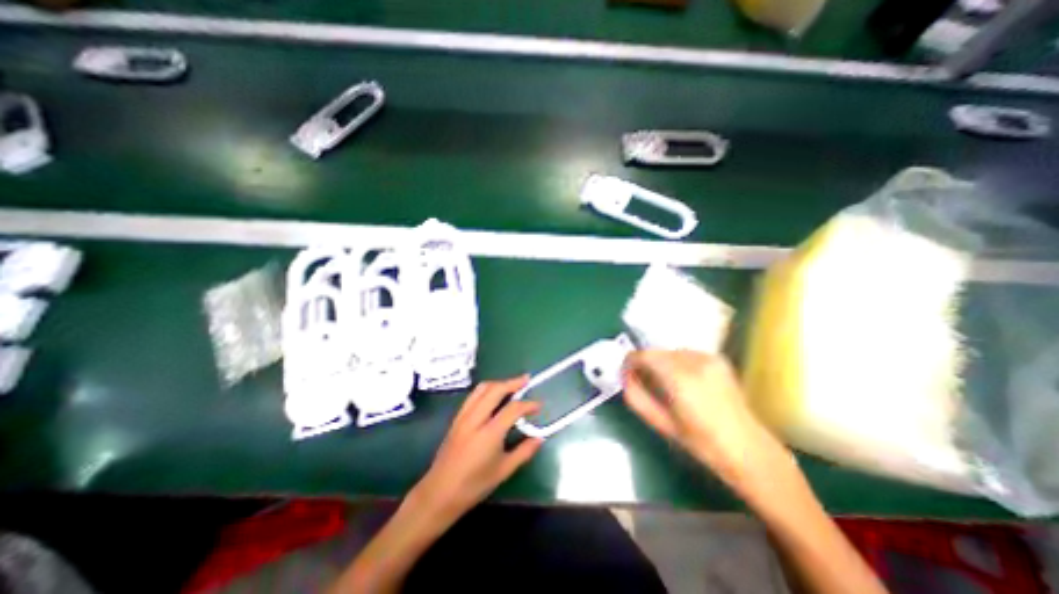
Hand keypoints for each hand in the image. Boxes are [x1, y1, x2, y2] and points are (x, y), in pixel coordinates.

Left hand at [413, 379, 546, 520]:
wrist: (439, 493)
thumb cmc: (474, 485)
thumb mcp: (504, 471)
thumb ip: (524, 452)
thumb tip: (540, 438)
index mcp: (489, 433)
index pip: (512, 409)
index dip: (528, 405)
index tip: (538, 405)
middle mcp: (475, 419)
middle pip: (495, 390)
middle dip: (512, 382)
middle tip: (526, 380)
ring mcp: (463, 416)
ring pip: (481, 389)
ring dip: (498, 383)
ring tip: (511, 384)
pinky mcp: (456, 418)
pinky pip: (473, 396)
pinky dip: (486, 390)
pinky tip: (493, 395)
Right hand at [622, 352, 784, 490]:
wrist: (747, 448)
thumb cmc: (700, 442)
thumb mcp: (660, 423)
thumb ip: (636, 397)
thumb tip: (625, 377)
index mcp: (679, 378)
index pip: (643, 355)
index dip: (630, 362)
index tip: (628, 374)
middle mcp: (694, 361)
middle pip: (656, 352)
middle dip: (646, 364)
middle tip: (644, 382)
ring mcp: (708, 357)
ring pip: (670, 352)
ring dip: (662, 363)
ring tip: (666, 384)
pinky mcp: (718, 358)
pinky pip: (685, 354)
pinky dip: (677, 363)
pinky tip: (684, 382)